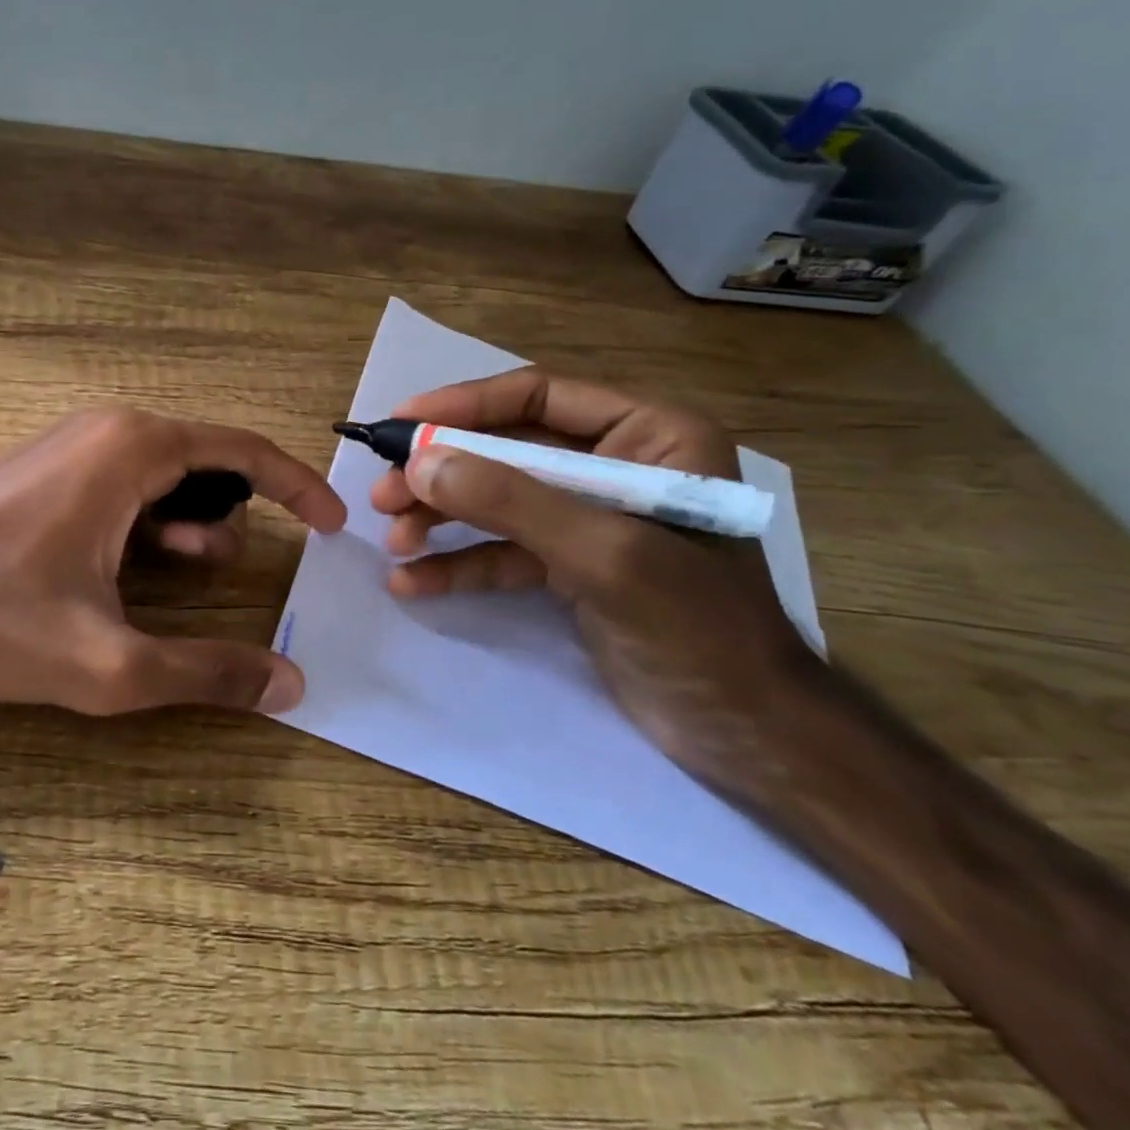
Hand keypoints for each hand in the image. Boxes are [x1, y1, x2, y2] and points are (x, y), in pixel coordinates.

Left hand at [0, 408, 344, 716]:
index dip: (298, 486)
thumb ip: (206, 673)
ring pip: (165, 477)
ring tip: (190, 575)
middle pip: (207, 463)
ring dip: (192, 524)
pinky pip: (125, 485)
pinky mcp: (48, 470)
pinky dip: (152, 522)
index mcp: (133, 449)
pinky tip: (137, 568)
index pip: (243, 451)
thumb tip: (291, 686)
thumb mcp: (108, 663)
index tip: (333, 523)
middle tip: (242, 571)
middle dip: (236, 515)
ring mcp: (72, 446)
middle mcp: (107, 430)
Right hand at [369, 369, 823, 774]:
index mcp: (649, 434)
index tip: (399, 424)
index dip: (463, 405)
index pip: (538, 397)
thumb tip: (419, 462)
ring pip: (497, 500)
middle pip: (507, 450)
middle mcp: (617, 465)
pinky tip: (414, 583)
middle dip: (443, 473)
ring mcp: (589, 518)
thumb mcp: (602, 554)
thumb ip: (511, 501)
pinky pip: (503, 551)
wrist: (747, 733)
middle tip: (383, 496)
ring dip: (442, 519)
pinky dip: (460, 565)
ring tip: (394, 541)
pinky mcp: (570, 565)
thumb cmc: (696, 627)